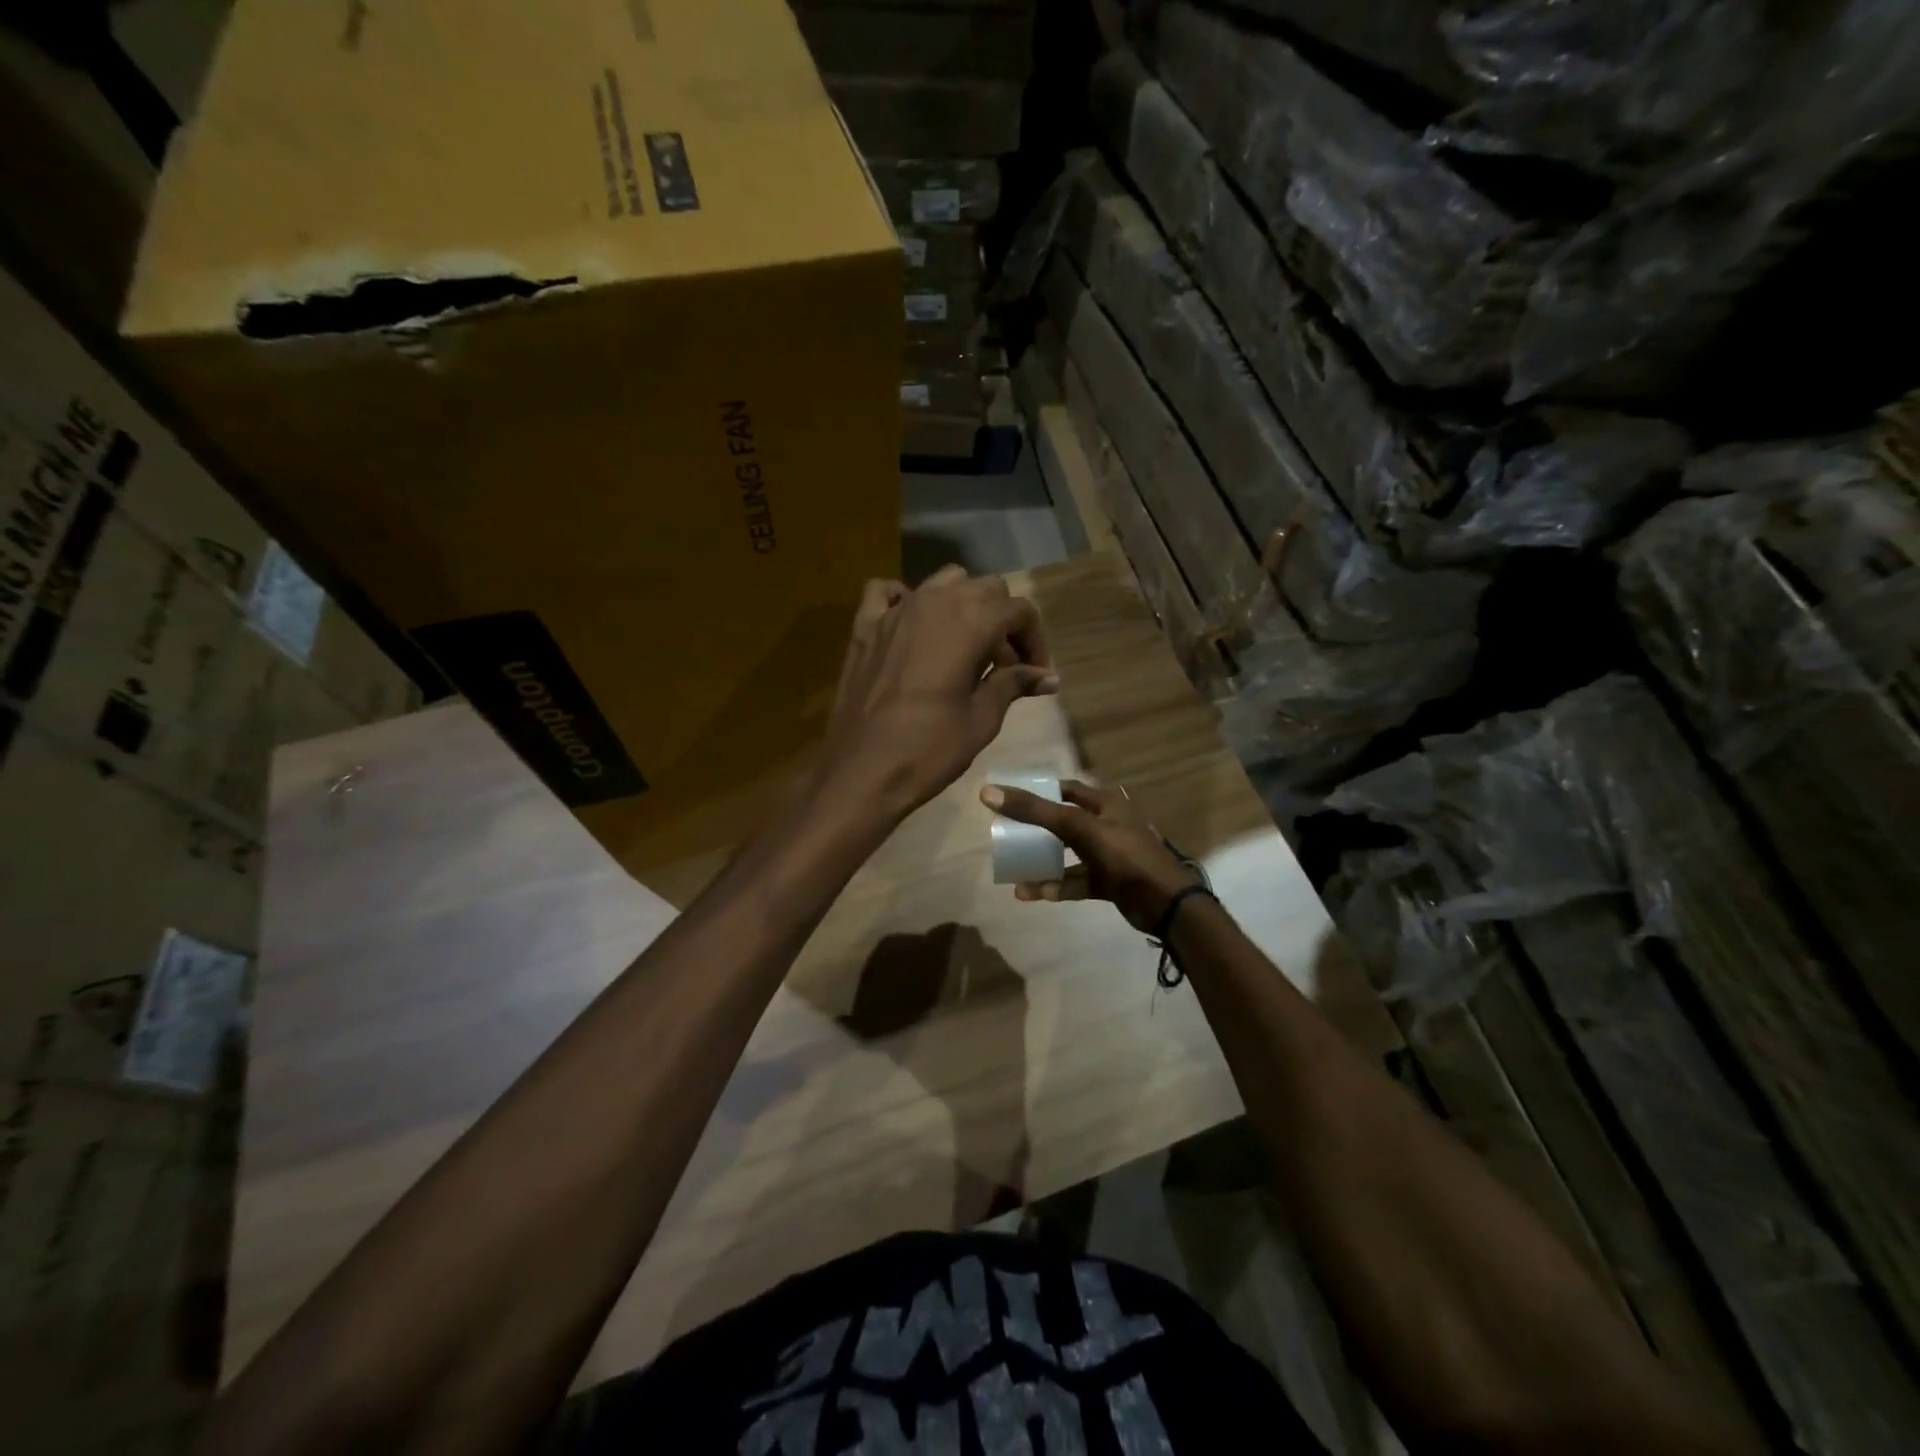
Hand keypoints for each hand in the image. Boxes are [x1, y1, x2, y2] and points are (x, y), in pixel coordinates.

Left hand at [819, 566, 1057, 820]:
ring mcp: (895, 611)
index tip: (1036, 673)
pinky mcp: (864, 627)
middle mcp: (935, 602)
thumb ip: (1014, 685)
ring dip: (963, 605)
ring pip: (942, 582)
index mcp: (970, 622)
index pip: (1019, 610)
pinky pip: (887, 593)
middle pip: (985, 589)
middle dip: (1003, 621)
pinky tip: (914, 627)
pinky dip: (906, 600)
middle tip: (1005, 666)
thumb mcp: (981, 719)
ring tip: (966, 647)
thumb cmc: (929, 749)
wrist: (861, 771)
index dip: (1035, 640)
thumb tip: (1048, 677)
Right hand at [980, 779, 1201, 933]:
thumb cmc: (1124, 855)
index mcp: (1106, 804)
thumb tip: (988, 792)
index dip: (1040, 791)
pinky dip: (1055, 886)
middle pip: (1064, 822)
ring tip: (1013, 868)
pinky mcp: (1108, 882)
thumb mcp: (1078, 827)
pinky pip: (1075, 881)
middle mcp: (1107, 825)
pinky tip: (1030, 893)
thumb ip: (1035, 811)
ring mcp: (1109, 855)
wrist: (1166, 904)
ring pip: (1067, 854)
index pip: (1066, 789)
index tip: (1011, 799)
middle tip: (1007, 833)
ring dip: (1042, 862)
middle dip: (1036, 829)